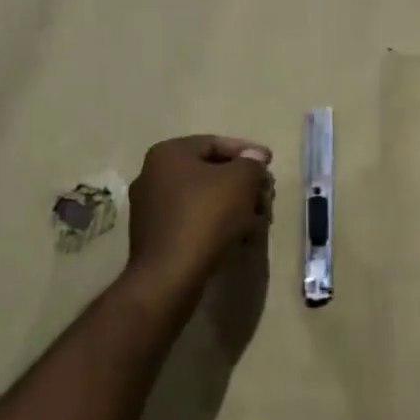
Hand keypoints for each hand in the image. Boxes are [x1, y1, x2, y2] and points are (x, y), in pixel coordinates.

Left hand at [125, 135, 273, 301]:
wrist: (170, 276)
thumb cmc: (206, 217)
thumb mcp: (241, 181)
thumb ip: (252, 163)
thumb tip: (254, 157)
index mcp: (168, 154)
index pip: (215, 143)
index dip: (247, 152)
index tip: (270, 164)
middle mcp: (152, 175)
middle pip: (209, 171)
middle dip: (243, 183)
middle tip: (266, 195)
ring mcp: (150, 208)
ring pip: (202, 198)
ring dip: (233, 205)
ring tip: (258, 218)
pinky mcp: (155, 237)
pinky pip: (192, 220)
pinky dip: (216, 223)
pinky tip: (238, 236)